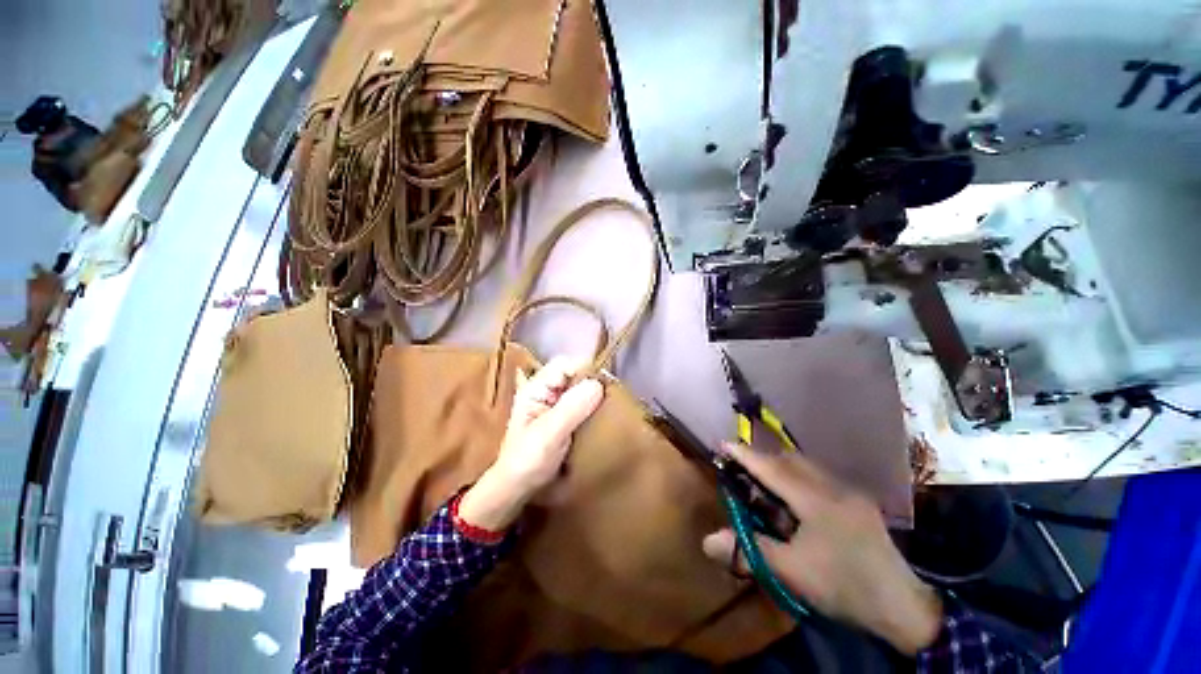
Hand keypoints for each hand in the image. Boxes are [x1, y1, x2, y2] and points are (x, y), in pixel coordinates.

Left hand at [457, 357, 603, 531]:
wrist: (517, 488)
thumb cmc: (527, 461)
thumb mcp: (549, 434)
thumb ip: (571, 408)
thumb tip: (598, 384)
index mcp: (536, 388)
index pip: (565, 365)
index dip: (586, 370)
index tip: (606, 385)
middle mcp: (546, 390)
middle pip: (574, 373)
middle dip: (593, 381)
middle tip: (612, 396)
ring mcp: (555, 403)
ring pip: (581, 387)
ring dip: (596, 393)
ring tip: (611, 404)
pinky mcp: (564, 415)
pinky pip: (583, 401)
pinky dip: (594, 405)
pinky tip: (603, 414)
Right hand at [702, 443, 942, 654]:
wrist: (904, 607)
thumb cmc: (843, 587)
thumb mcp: (792, 571)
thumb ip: (748, 550)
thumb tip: (707, 541)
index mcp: (816, 500)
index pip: (772, 469)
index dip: (745, 456)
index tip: (723, 444)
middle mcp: (833, 487)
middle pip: (790, 460)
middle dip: (762, 458)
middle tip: (741, 465)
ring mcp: (850, 492)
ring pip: (806, 466)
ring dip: (781, 466)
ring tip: (763, 479)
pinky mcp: (859, 502)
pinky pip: (819, 477)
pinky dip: (798, 477)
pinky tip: (794, 497)